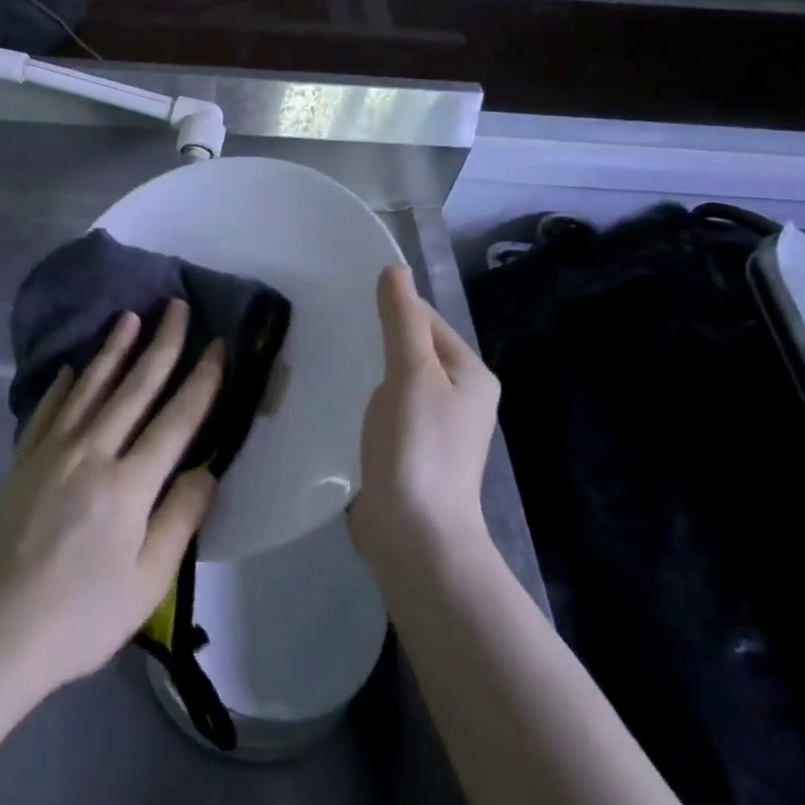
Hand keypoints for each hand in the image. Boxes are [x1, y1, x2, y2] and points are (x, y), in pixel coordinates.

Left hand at [0, 299, 221, 704]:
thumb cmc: (80, 616)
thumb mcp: (147, 581)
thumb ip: (180, 518)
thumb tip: (208, 469)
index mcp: (129, 483)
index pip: (177, 419)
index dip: (202, 379)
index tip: (218, 344)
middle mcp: (92, 452)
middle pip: (135, 388)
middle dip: (161, 344)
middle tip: (175, 306)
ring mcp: (52, 452)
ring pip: (90, 388)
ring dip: (112, 350)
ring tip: (129, 318)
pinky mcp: (23, 461)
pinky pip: (48, 410)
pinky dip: (63, 385)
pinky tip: (72, 368)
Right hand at [349, 265, 500, 576]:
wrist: (415, 534)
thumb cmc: (417, 446)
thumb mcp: (410, 373)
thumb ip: (402, 321)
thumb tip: (395, 269)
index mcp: (471, 374)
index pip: (428, 320)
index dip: (392, 309)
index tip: (348, 304)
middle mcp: (463, 397)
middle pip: (415, 349)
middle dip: (378, 340)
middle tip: (333, 332)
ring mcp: (439, 428)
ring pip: (400, 381)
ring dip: (371, 371)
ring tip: (332, 361)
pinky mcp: (414, 451)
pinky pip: (390, 410)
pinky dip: (369, 401)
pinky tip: (342, 401)